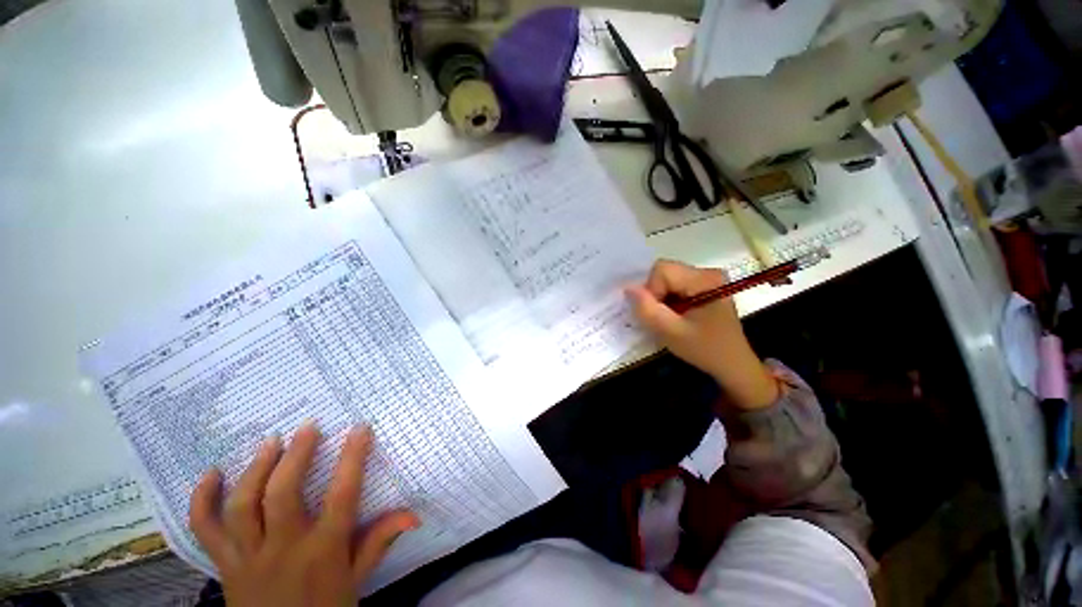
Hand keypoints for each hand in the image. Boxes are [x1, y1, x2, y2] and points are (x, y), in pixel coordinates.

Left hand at [190, 424, 418, 606]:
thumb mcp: (357, 581)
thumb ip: (380, 542)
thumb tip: (414, 513)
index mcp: (324, 551)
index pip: (342, 495)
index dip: (353, 458)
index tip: (360, 428)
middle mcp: (284, 549)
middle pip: (283, 494)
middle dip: (296, 455)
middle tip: (307, 427)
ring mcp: (249, 557)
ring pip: (244, 506)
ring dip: (256, 469)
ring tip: (270, 442)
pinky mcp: (225, 565)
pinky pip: (206, 530)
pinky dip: (203, 500)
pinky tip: (211, 474)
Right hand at [626, 260, 777, 408]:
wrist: (732, 365)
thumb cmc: (705, 350)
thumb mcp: (671, 333)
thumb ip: (648, 310)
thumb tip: (627, 288)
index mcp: (705, 279)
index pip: (662, 270)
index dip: (651, 291)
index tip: (659, 315)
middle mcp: (707, 272)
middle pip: (664, 272)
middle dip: (656, 295)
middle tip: (663, 318)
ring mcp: (706, 278)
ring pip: (666, 279)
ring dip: (660, 299)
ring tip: (670, 318)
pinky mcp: (703, 286)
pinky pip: (673, 285)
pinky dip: (667, 300)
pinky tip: (675, 315)